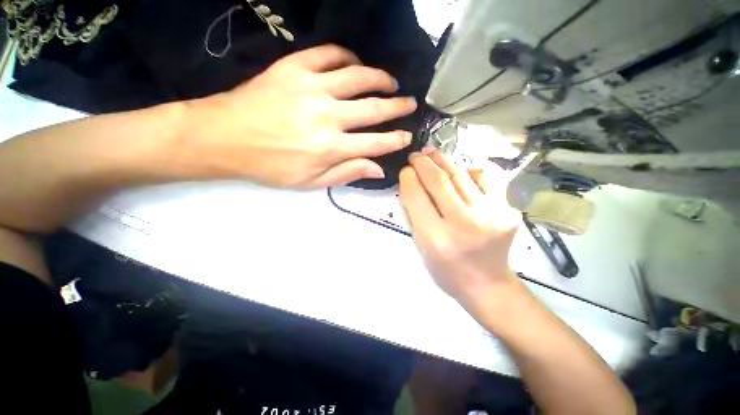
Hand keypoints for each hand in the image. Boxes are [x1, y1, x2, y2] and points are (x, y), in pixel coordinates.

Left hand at [182, 44, 417, 188]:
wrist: (225, 138)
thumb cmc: (270, 166)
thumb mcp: (310, 182)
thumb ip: (346, 173)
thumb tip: (378, 170)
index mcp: (331, 148)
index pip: (375, 143)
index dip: (396, 140)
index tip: (408, 136)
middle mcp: (328, 117)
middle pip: (373, 109)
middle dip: (397, 106)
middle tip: (410, 103)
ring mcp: (312, 88)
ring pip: (358, 77)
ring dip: (380, 78)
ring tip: (390, 82)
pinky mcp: (294, 68)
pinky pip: (329, 54)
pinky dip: (347, 56)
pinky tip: (355, 63)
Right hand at [399, 149, 521, 307]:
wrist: (487, 284)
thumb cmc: (446, 270)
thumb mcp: (421, 246)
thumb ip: (414, 214)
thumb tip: (411, 183)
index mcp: (436, 238)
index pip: (417, 196)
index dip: (408, 178)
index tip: (405, 170)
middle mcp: (464, 224)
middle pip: (439, 181)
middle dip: (423, 163)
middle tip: (416, 155)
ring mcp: (491, 215)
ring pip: (461, 175)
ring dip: (443, 161)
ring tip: (432, 154)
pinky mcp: (508, 210)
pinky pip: (487, 178)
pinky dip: (470, 172)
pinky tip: (461, 174)